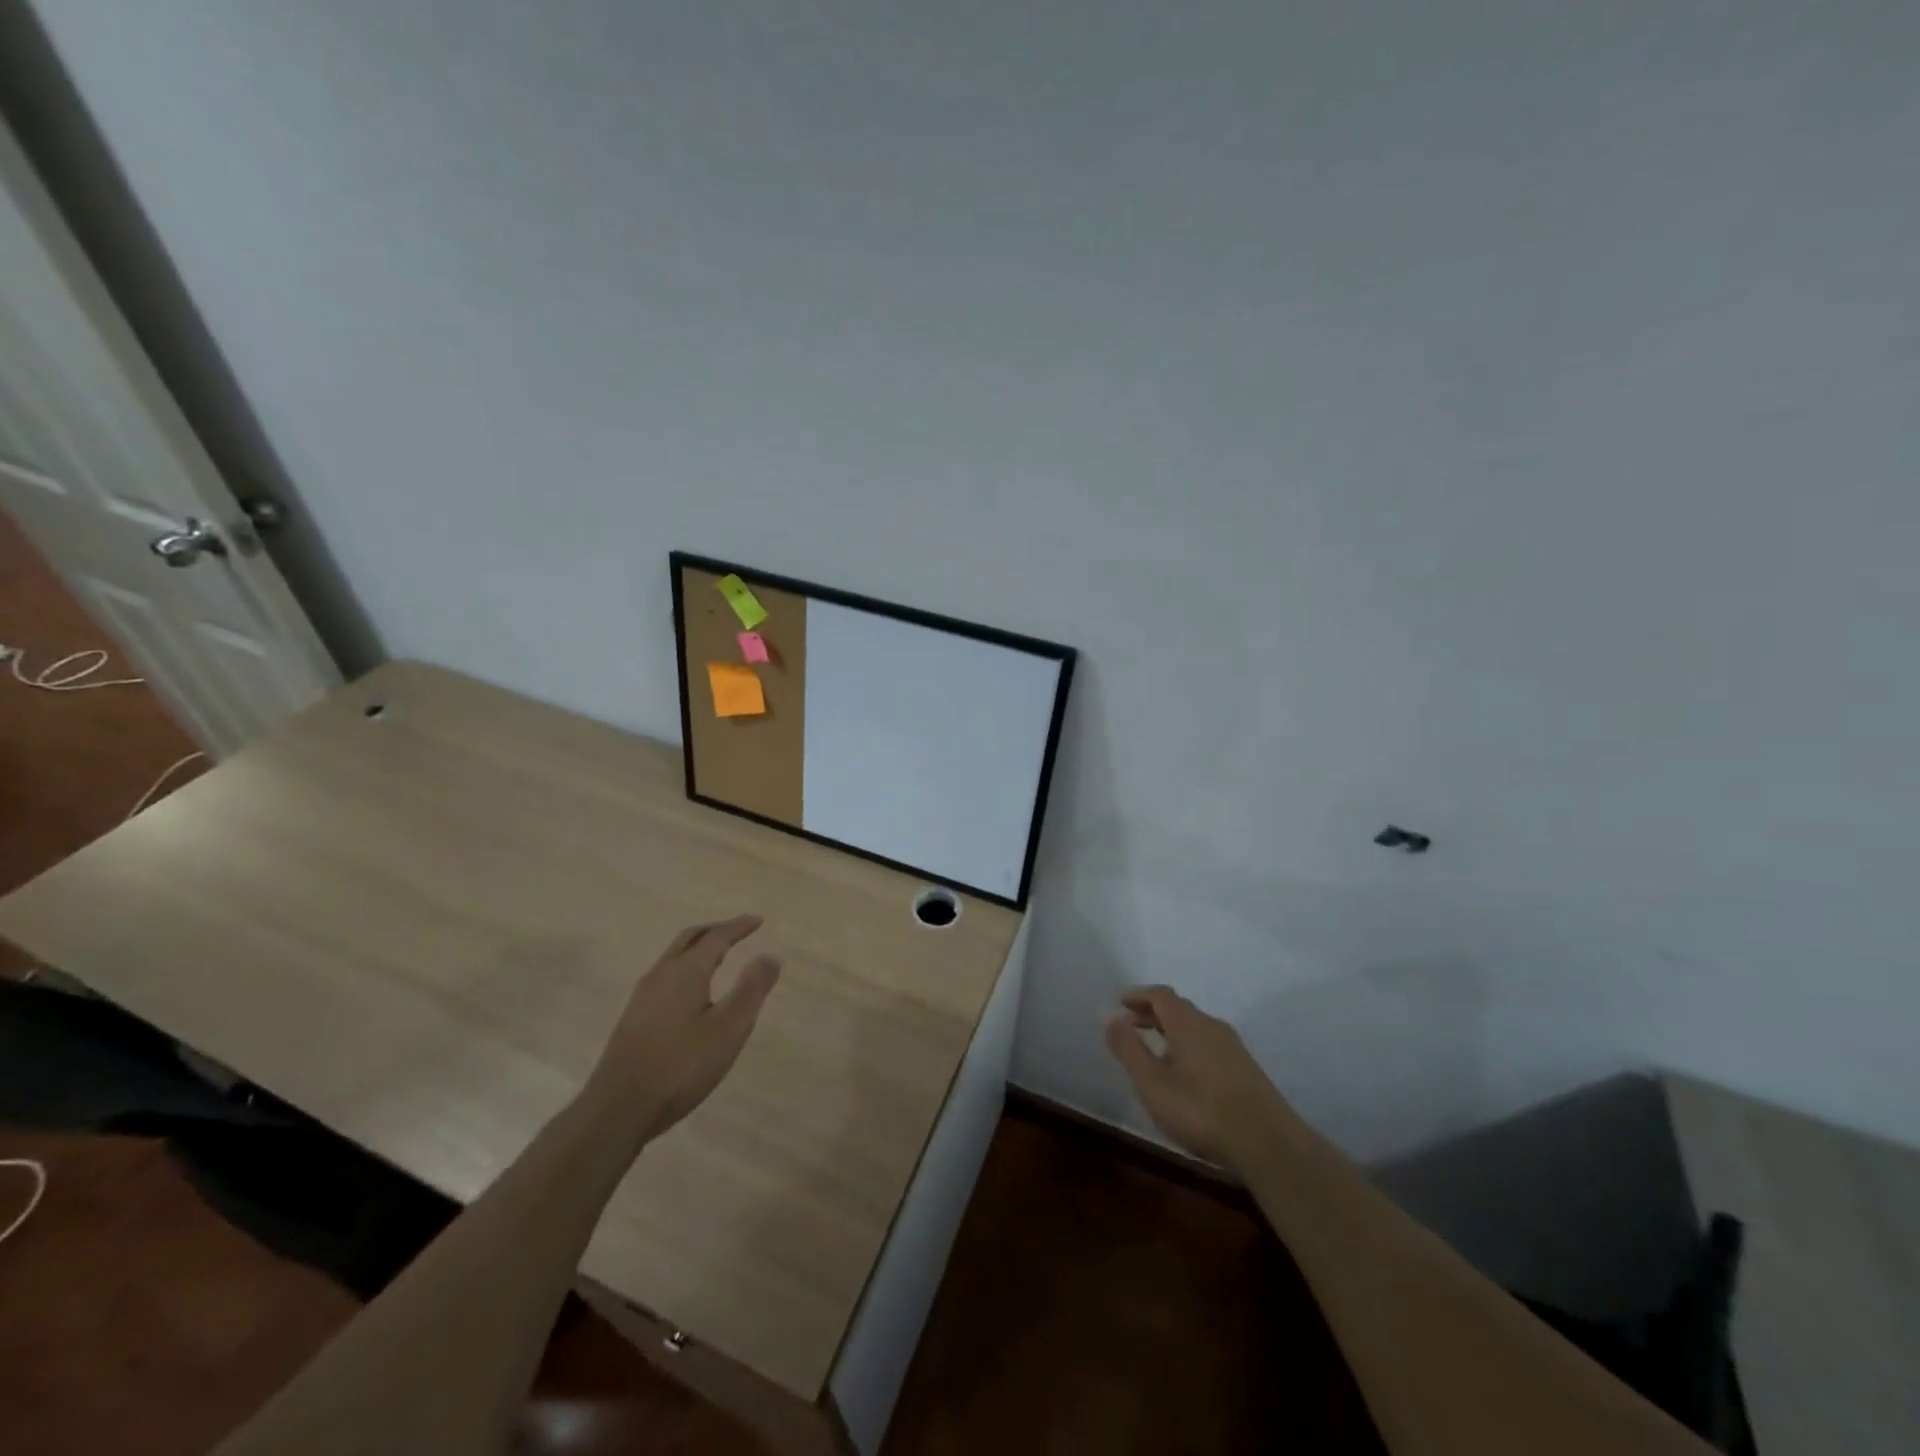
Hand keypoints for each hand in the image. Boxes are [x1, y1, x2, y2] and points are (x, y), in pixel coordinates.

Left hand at [585, 915, 781, 1143]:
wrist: (618, 1110)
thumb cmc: (681, 1066)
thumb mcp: (728, 1029)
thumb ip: (751, 989)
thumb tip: (770, 955)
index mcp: (685, 972)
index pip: (716, 937)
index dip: (738, 926)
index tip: (758, 921)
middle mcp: (661, 975)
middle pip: (689, 939)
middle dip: (715, 931)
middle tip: (738, 931)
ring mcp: (642, 997)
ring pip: (674, 957)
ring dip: (698, 949)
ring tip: (719, 957)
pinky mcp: (634, 1018)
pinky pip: (666, 977)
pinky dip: (686, 968)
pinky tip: (692, 992)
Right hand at [1103, 985, 1289, 1172]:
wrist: (1269, 1144)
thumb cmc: (1200, 1110)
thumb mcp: (1152, 1082)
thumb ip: (1128, 1048)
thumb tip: (1109, 1015)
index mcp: (1188, 1022)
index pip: (1160, 995)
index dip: (1138, 996)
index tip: (1120, 1005)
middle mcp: (1211, 1026)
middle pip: (1179, 1009)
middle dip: (1152, 1013)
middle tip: (1131, 1026)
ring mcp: (1233, 1048)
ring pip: (1196, 1028)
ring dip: (1172, 1032)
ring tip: (1155, 1052)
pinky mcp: (1247, 1070)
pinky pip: (1209, 1045)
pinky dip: (1189, 1047)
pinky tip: (1185, 1075)